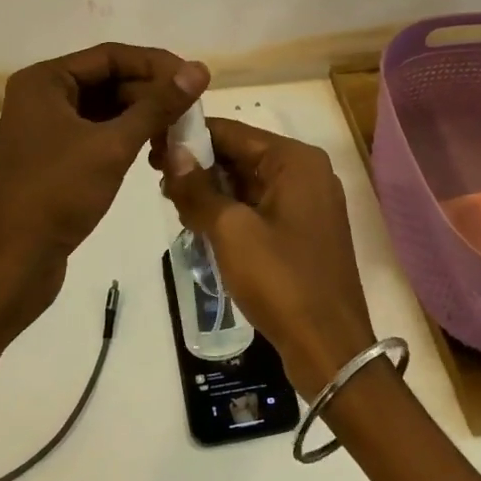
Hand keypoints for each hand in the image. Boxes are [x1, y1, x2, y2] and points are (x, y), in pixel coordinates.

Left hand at [0, 43, 208, 342]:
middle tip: (192, 115)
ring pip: (107, 110)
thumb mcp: (112, 146)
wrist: (11, 264)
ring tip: (179, 137)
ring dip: (144, 119)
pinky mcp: (55, 158)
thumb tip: (199, 70)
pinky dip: (128, 140)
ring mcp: (47, 129)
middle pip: (109, 81)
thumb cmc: (57, 194)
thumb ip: (158, 105)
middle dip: (152, 96)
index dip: (156, 64)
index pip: (111, 56)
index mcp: (44, 81)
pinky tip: (155, 155)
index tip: (195, 80)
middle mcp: (43, 97)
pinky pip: (99, 134)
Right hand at [160, 119, 376, 394]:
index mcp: (295, 160)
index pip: (232, 132)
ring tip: (174, 204)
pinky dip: (230, 211)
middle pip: (241, 155)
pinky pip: (259, 207)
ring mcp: (307, 203)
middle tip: (157, 181)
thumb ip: (198, 188)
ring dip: (212, 191)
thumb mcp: (231, 231)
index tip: (152, 146)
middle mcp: (306, 172)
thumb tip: (172, 151)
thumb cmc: (281, 280)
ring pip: (248, 183)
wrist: (329, 348)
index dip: (190, 136)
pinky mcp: (303, 231)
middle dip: (200, 166)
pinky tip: (200, 224)